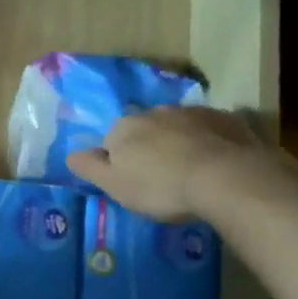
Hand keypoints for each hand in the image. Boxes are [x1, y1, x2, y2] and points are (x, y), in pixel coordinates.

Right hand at [65, 106, 284, 222]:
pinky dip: (210, 142)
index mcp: (125, 127)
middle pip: (146, 130)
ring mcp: (194, 113)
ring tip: (192, 171)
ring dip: (180, 143)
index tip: (132, 182)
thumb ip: (89, 167)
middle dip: (151, 147)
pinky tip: (217, 164)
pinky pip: (211, 130)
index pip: (112, 140)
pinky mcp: (227, 119)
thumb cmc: (161, 186)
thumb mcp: (114, 184)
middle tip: (162, 177)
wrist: (226, 178)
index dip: (120, 161)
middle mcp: (156, 112)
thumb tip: (70, 153)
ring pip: (179, 127)